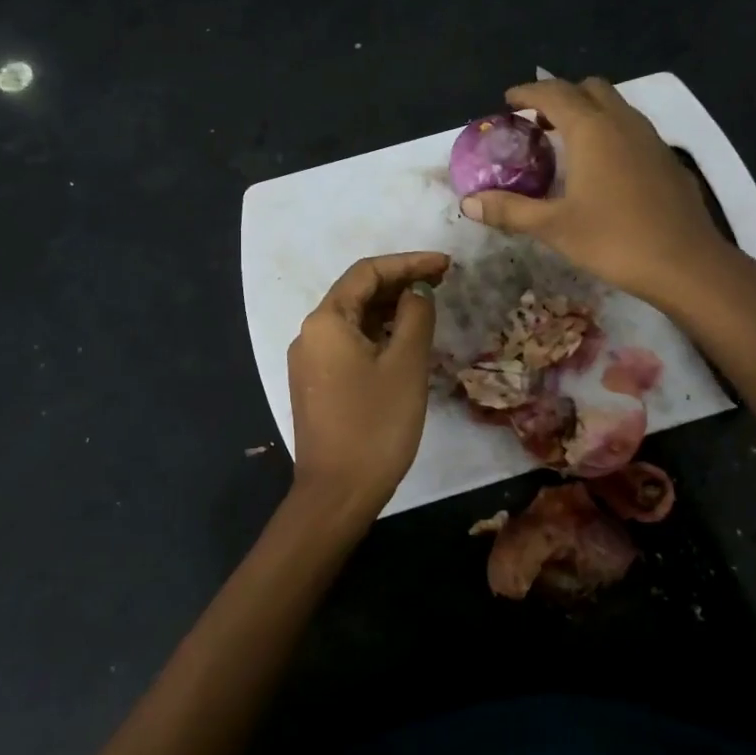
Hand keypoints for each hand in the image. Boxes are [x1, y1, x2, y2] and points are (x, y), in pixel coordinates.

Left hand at [287, 251, 449, 521]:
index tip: (446, 265)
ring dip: (389, 309)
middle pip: (356, 293)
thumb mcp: (406, 364)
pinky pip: (348, 345)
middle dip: (399, 283)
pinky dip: (377, 334)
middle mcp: (309, 333)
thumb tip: (417, 291)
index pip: (367, 272)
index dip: (409, 263)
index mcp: (326, 321)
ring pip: (353, 320)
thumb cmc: (376, 424)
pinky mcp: (316, 384)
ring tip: (429, 306)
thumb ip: (415, 316)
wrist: (338, 492)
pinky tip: (403, 340)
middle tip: (443, 282)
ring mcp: (309, 361)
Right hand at [460, 77, 741, 305]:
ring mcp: (651, 138)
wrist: (685, 263)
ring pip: (615, 106)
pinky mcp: (667, 159)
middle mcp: (622, 122)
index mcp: (591, 130)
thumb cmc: (613, 240)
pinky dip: (610, 133)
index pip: (554, 94)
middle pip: (588, 89)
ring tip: (566, 144)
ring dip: (588, 113)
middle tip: (537, 124)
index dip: (527, 94)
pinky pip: (632, 129)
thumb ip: (509, 210)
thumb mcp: (553, 227)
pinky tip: (603, 169)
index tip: (507, 101)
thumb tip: (468, 203)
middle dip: (560, 97)